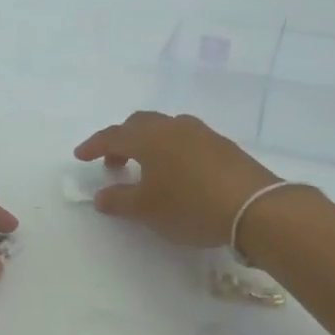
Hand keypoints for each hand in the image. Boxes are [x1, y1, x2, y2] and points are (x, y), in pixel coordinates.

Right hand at [74, 112, 280, 247]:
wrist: (255, 207)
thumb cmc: (191, 206)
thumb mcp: (147, 209)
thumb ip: (120, 200)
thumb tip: (101, 196)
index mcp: (149, 138)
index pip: (113, 135)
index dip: (94, 145)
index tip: (80, 156)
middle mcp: (173, 127)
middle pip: (140, 124)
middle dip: (121, 140)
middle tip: (114, 163)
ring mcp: (201, 133)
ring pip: (166, 128)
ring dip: (149, 143)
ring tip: (147, 168)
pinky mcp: (223, 145)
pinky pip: (186, 139)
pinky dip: (172, 149)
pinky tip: (178, 172)